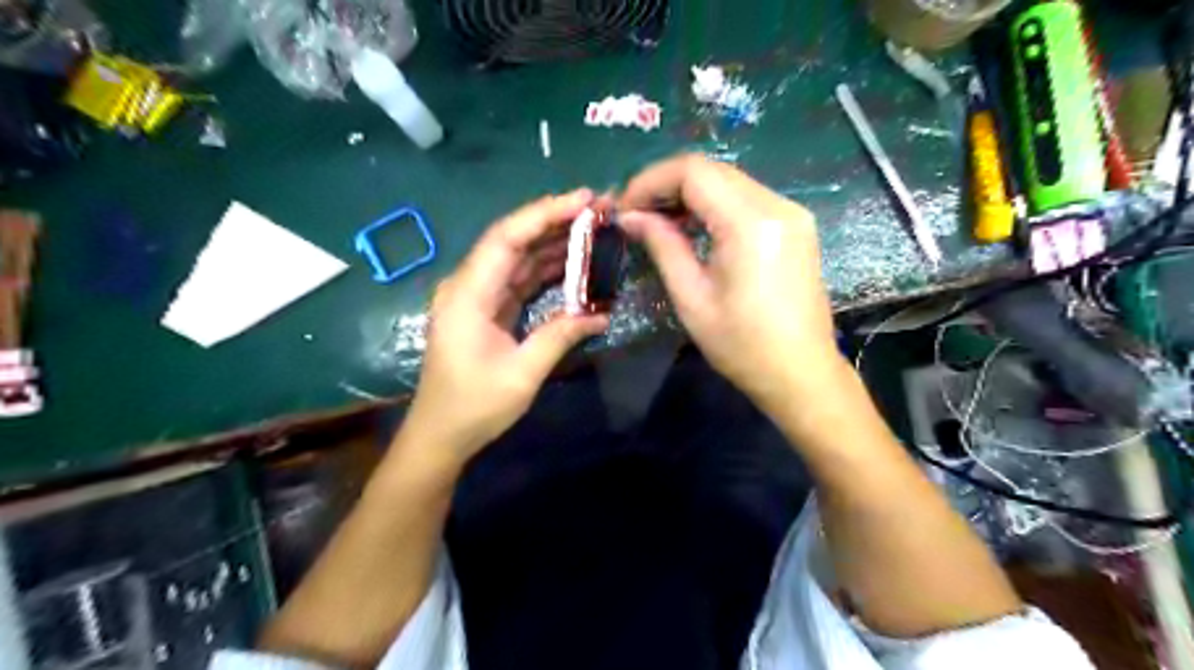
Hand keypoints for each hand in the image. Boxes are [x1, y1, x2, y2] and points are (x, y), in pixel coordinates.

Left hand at [400, 187, 606, 464]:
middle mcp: (468, 285)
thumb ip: (559, 336)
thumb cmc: (474, 407)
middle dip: (555, 220)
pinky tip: (574, 262)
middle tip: (599, 209)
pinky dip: (546, 269)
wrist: (440, 435)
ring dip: (553, 242)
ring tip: (593, 228)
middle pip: (513, 239)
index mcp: (468, 294)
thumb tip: (602, 314)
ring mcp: (477, 296)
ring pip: (518, 257)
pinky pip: (519, 279)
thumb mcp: (522, 374)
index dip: (546, 213)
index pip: (507, 238)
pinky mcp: (487, 309)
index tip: (585, 200)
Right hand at [620, 155, 841, 416]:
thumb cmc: (742, 345)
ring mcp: (791, 213)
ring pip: (728, 180)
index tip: (624, 207)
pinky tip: (692, 226)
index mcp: (751, 222)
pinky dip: (713, 204)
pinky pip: (746, 198)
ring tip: (657, 220)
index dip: (651, 181)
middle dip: (667, 185)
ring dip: (689, 193)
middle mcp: (777, 205)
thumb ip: (662, 245)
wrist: (801, 373)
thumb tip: (629, 216)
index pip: (693, 172)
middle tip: (635, 213)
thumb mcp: (692, 297)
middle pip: (712, 170)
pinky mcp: (795, 225)